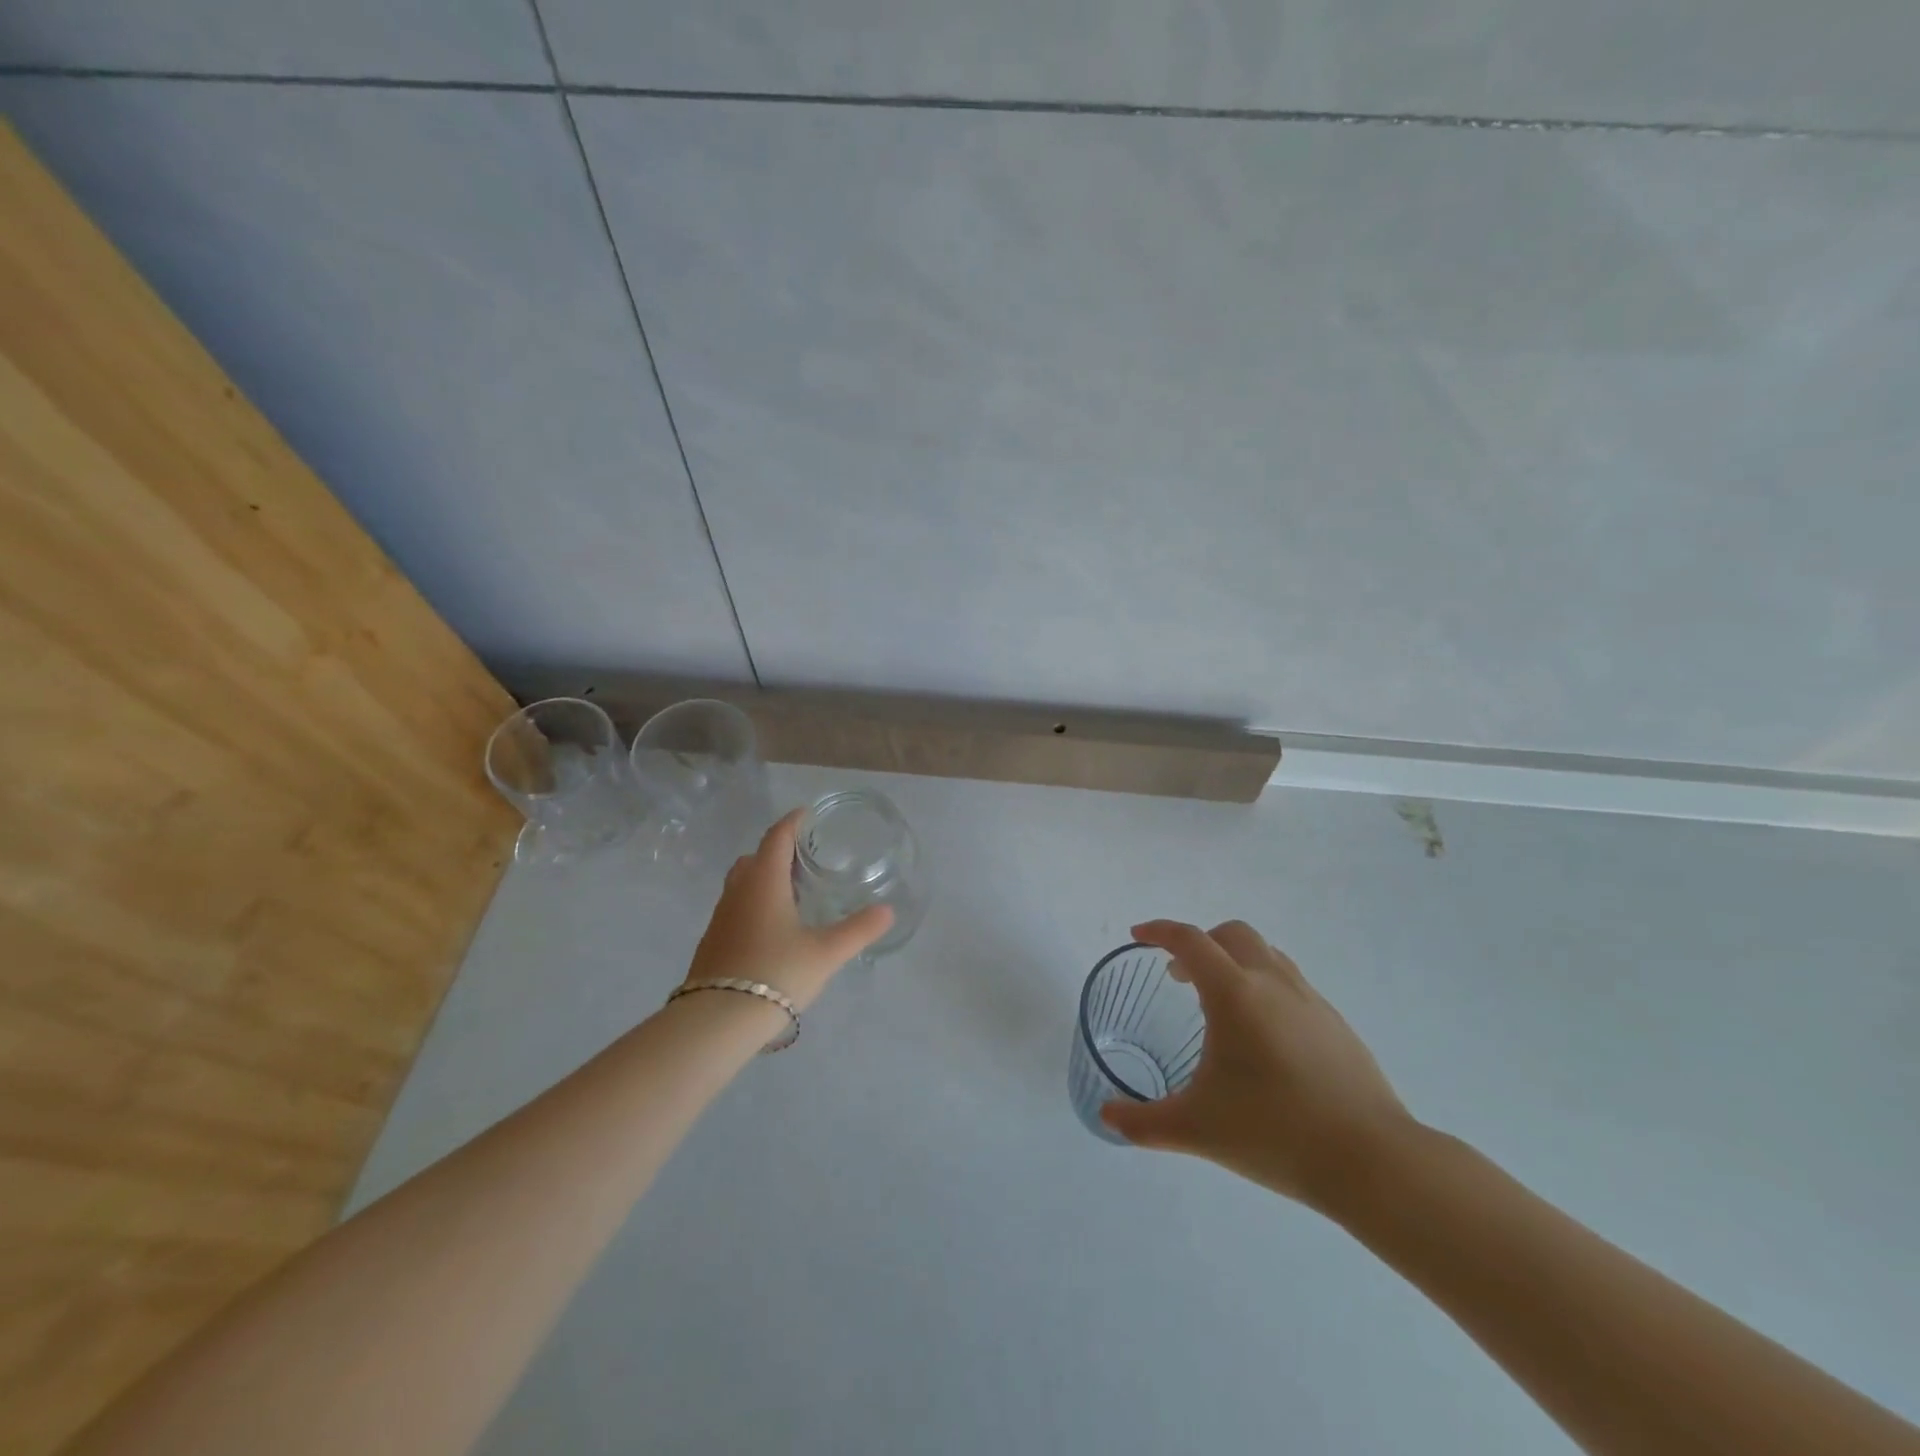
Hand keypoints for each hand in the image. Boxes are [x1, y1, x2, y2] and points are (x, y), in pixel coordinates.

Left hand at [682, 809, 892, 1010]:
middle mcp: (738, 892)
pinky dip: (755, 903)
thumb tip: (888, 910)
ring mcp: (721, 918)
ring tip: (793, 892)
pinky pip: (736, 908)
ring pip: (742, 883)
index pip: (777, 837)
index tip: (808, 814)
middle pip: (755, 857)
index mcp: (764, 882)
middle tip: (805, 857)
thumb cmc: (776, 973)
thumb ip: (859, 929)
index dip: (793, 822)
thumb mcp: (826, 952)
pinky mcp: (713, 942)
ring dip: (764, 878)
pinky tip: (773, 927)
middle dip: (778, 850)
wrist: (717, 1020)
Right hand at [1101, 919, 1415, 1213]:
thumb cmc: (1274, 1133)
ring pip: (1266, 955)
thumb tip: (1106, 1115)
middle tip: (1180, 977)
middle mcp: (1272, 982)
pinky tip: (1264, 1037)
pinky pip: (1291, 983)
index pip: (1189, 939)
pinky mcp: (1336, 1024)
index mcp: (1234, 993)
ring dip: (1235, 962)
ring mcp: (1310, 1000)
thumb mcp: (1196, 1129)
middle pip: (1231, 934)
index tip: (1138, 936)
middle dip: (1200, 943)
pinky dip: (1266, 988)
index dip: (1159, 931)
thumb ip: (1143, 1122)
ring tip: (1221, 1004)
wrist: (1373, 1161)